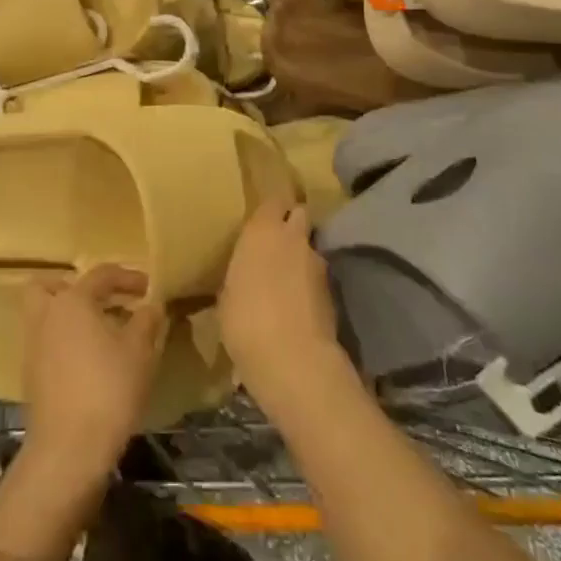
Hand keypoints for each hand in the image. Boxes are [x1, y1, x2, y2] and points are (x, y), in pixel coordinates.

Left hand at [21, 265, 167, 487]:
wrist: (69, 451)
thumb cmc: (108, 389)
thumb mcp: (140, 351)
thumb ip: (146, 320)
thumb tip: (151, 305)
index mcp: (72, 300)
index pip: (101, 275)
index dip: (128, 277)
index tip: (148, 288)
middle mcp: (46, 316)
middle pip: (50, 286)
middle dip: (74, 288)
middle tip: (102, 302)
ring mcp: (33, 347)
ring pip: (45, 316)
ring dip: (68, 317)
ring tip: (101, 333)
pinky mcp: (31, 377)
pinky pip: (46, 344)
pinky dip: (64, 343)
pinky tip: (89, 362)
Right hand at [219, 199, 346, 407]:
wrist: (294, 360)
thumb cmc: (245, 321)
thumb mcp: (227, 296)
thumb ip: (240, 274)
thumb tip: (246, 276)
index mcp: (262, 230)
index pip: (273, 200)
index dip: (269, 209)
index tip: (260, 218)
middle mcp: (293, 237)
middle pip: (298, 215)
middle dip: (290, 225)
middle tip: (274, 245)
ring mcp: (317, 263)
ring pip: (309, 248)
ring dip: (300, 258)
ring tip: (285, 282)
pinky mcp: (333, 291)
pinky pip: (316, 278)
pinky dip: (308, 286)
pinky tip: (297, 306)